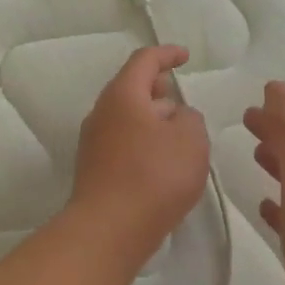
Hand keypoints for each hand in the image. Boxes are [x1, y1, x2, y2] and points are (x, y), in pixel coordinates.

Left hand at [69, 46, 211, 260]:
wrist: (108, 229)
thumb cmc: (154, 176)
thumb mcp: (191, 140)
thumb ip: (190, 119)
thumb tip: (177, 117)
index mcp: (122, 95)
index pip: (143, 61)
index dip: (166, 54)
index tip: (184, 57)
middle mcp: (101, 114)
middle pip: (130, 89)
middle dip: (157, 89)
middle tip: (180, 99)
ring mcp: (94, 143)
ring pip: (126, 119)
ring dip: (152, 119)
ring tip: (178, 134)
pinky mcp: (95, 170)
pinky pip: (122, 144)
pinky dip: (143, 143)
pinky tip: (162, 163)